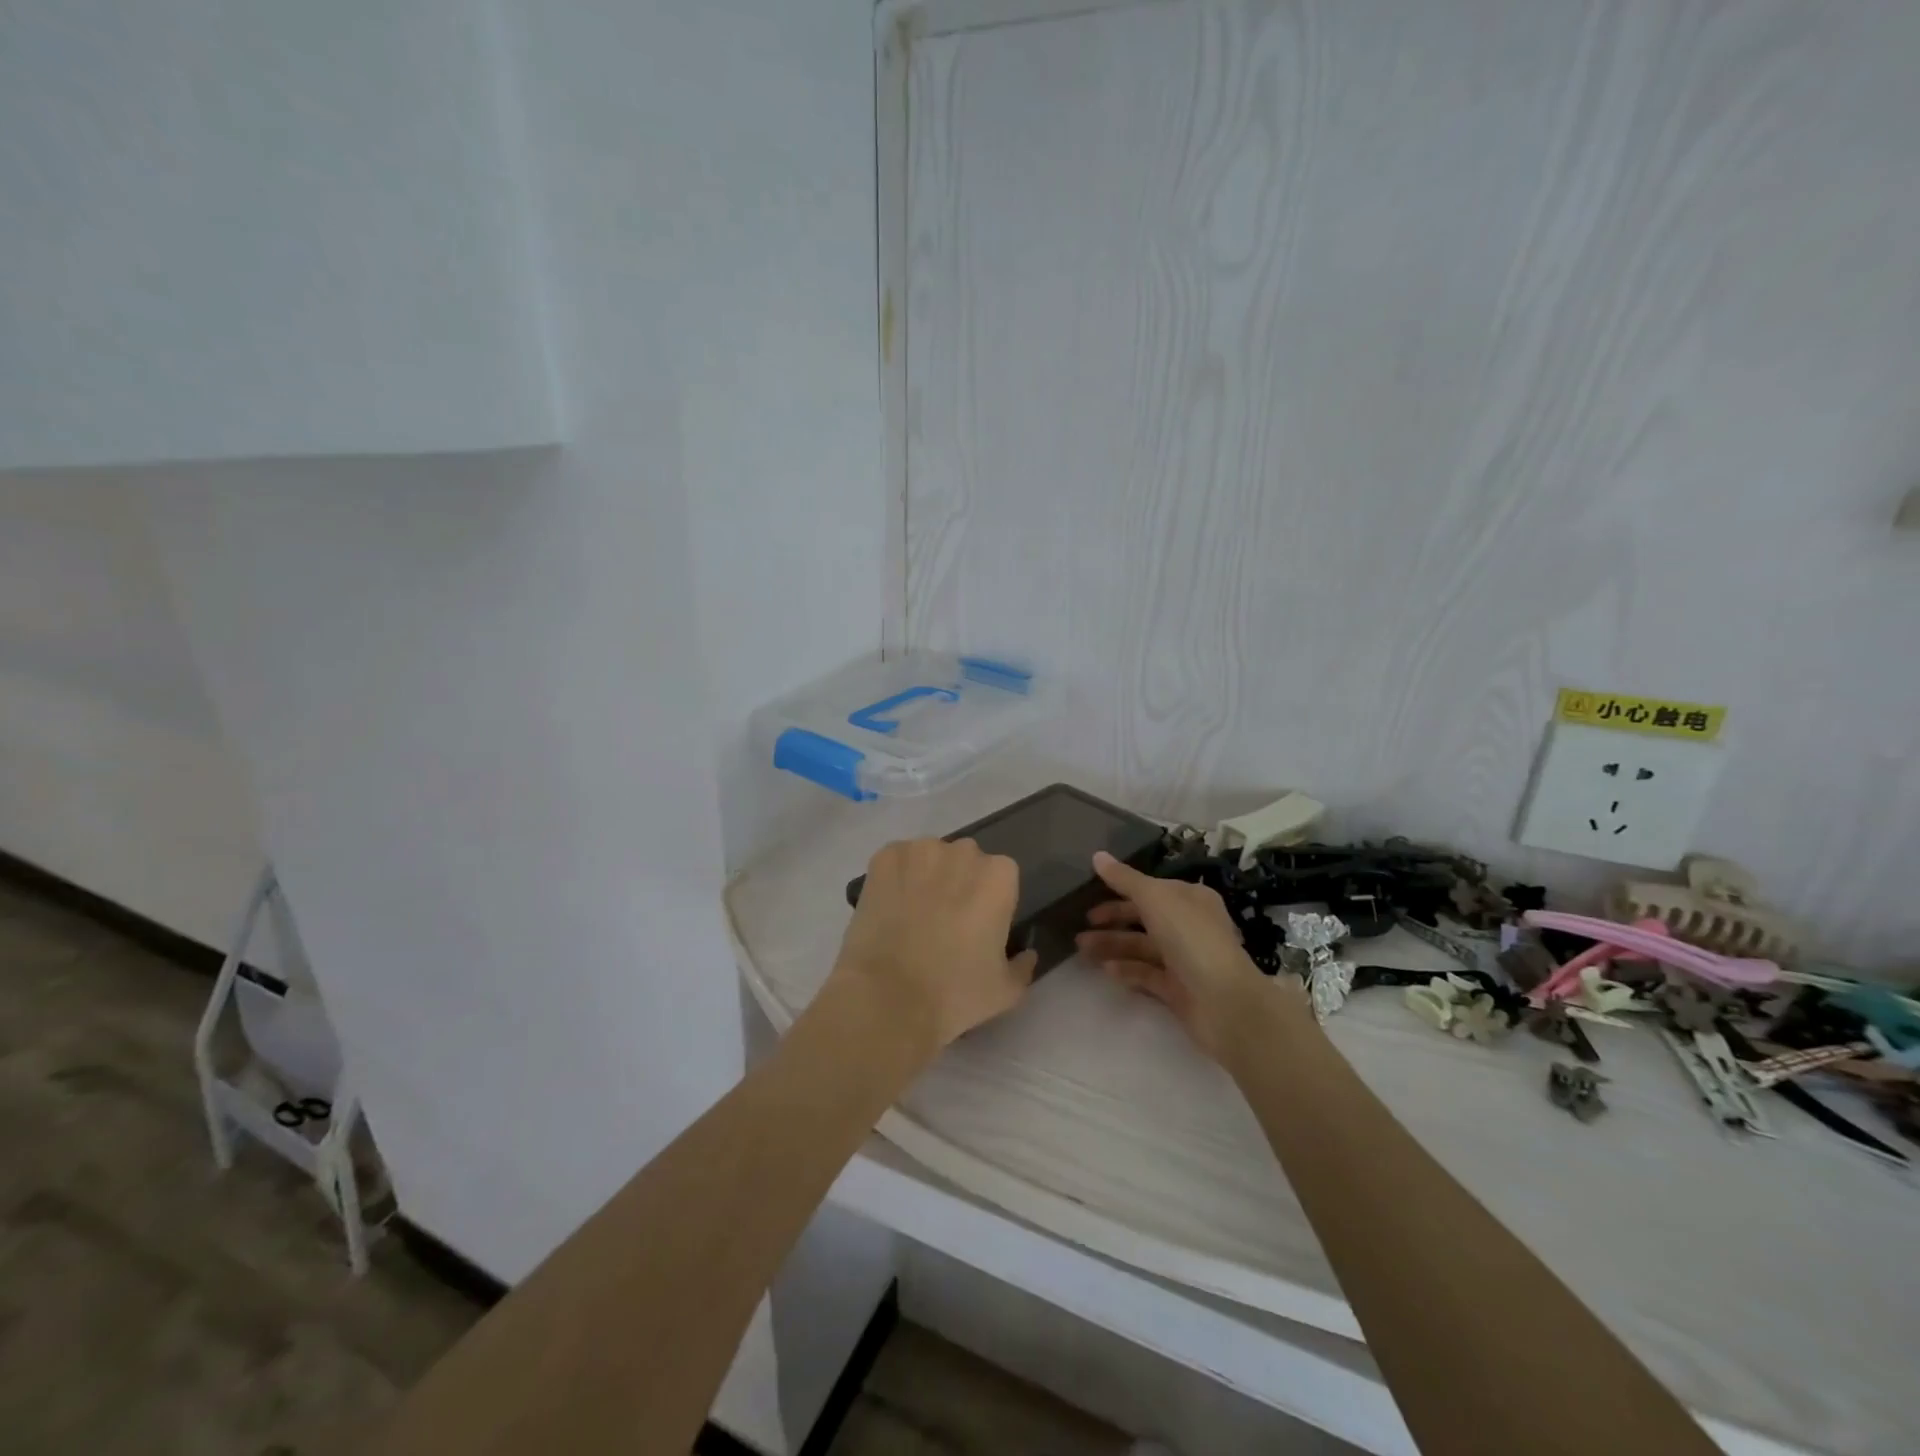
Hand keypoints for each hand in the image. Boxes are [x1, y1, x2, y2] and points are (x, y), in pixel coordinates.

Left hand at [830, 838, 1037, 1049]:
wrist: (888, 998)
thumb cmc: (955, 994)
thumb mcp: (1006, 991)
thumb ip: (1023, 966)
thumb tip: (1026, 954)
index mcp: (999, 876)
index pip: (1001, 877)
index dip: (989, 901)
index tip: (976, 927)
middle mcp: (963, 852)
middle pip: (965, 861)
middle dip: (958, 883)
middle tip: (944, 922)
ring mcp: (920, 851)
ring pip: (929, 858)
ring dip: (926, 877)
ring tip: (911, 916)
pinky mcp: (884, 857)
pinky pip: (896, 860)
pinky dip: (894, 878)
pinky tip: (888, 908)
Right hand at [1076, 851, 1291, 1057]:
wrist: (1224, 1003)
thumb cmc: (1191, 939)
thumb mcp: (1155, 898)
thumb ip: (1124, 879)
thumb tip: (1097, 855)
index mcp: (1190, 899)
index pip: (1150, 889)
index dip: (1120, 889)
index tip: (1089, 894)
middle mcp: (1188, 926)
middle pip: (1143, 918)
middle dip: (1111, 920)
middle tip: (1081, 926)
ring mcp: (1183, 959)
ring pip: (1141, 947)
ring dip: (1111, 945)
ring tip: (1082, 950)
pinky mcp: (1177, 989)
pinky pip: (1146, 975)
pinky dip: (1126, 970)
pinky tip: (1105, 970)